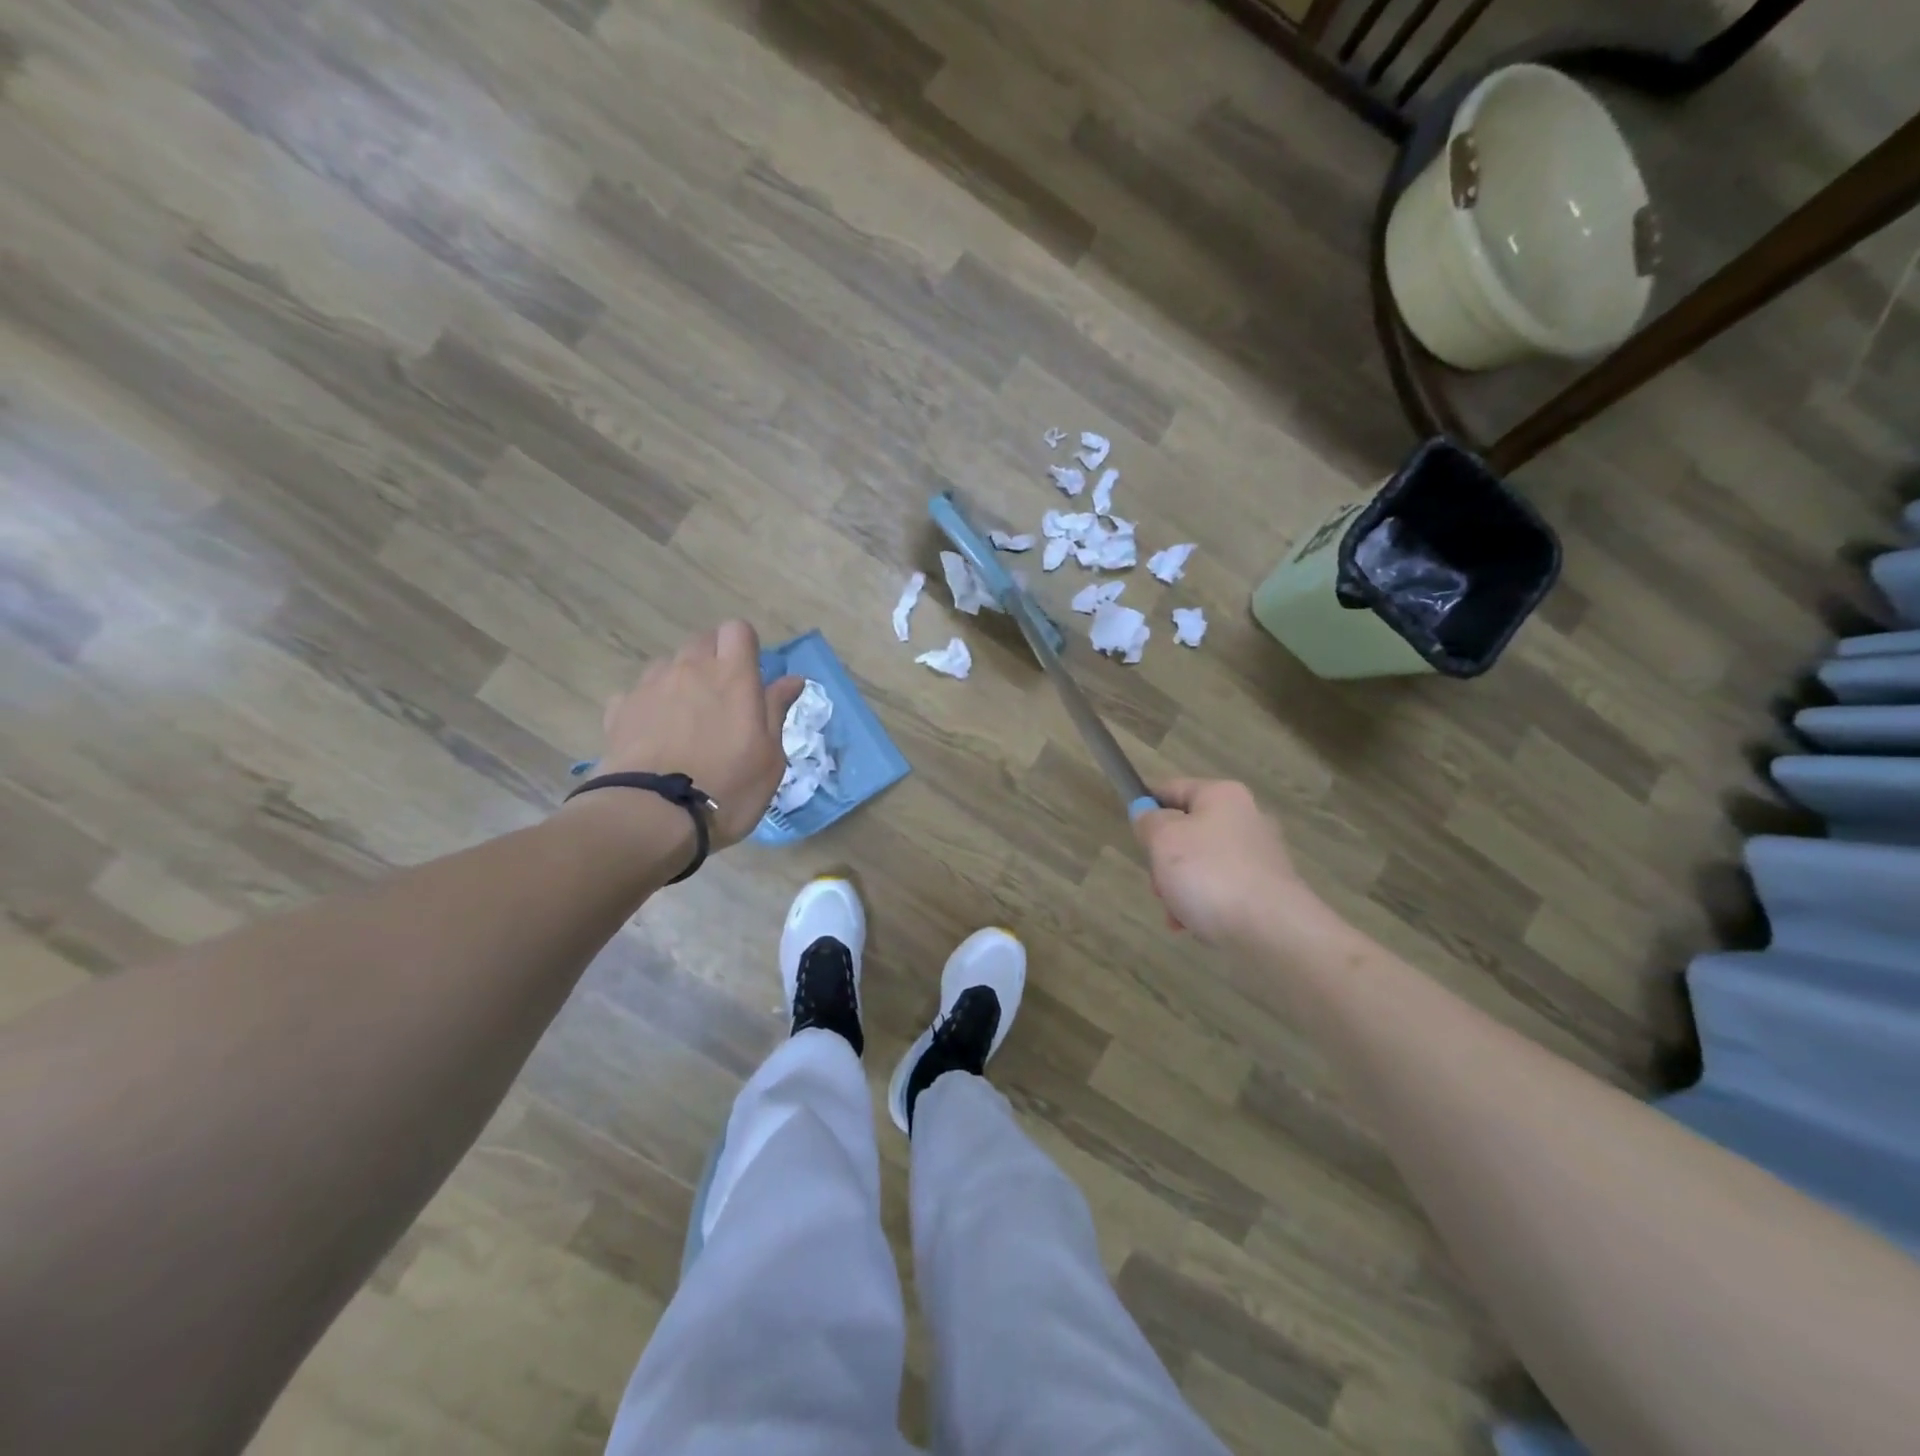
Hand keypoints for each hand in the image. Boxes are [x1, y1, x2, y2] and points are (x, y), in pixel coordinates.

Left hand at [594, 621, 803, 849]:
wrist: (652, 815)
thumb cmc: (728, 788)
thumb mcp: (770, 758)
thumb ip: (777, 711)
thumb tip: (792, 679)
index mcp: (733, 676)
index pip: (738, 630)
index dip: (745, 647)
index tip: (750, 676)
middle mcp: (690, 669)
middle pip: (702, 641)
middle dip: (714, 660)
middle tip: (723, 700)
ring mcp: (650, 686)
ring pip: (669, 665)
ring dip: (681, 681)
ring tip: (686, 720)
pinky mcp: (619, 709)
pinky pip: (639, 693)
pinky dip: (650, 706)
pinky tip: (654, 737)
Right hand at [1132, 779, 1316, 945]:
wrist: (1271, 929)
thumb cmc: (1209, 873)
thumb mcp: (1163, 840)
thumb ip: (1148, 822)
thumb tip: (1148, 815)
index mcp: (1222, 795)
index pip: (1173, 788)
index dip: (1147, 805)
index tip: (1133, 832)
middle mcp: (1246, 818)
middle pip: (1186, 831)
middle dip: (1164, 860)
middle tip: (1157, 883)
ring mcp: (1260, 855)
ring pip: (1201, 864)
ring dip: (1180, 887)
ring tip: (1175, 914)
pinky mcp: (1267, 889)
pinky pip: (1222, 889)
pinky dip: (1204, 904)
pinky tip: (1195, 925)